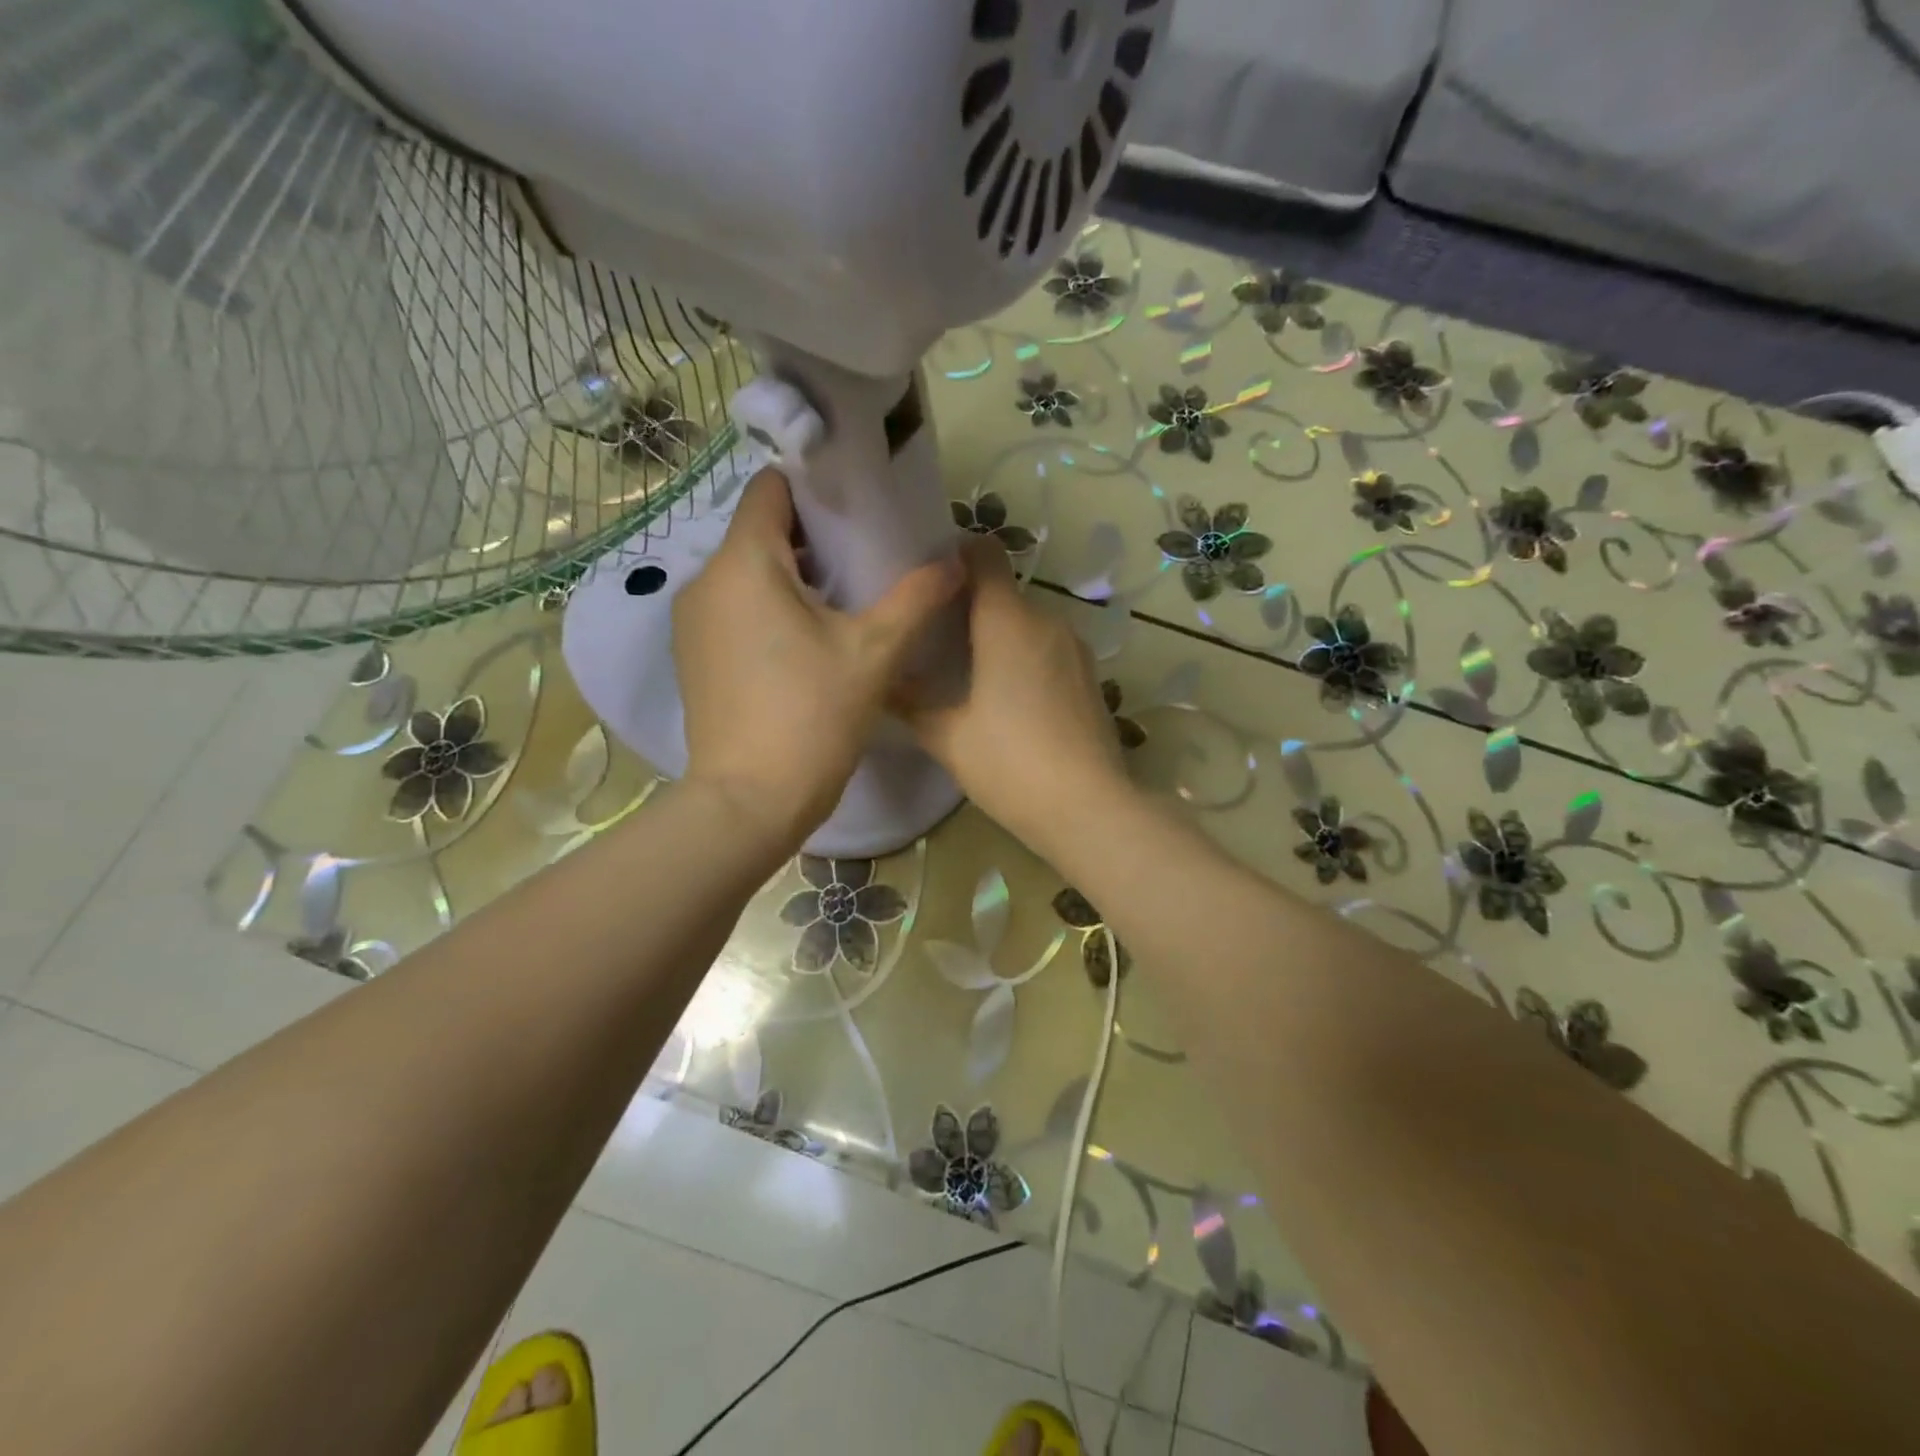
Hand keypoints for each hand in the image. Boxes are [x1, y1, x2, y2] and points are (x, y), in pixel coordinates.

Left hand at [673, 468, 960, 851]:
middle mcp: (705, 580)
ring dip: (793, 577)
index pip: (772, 487)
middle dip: (813, 538)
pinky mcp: (693, 656)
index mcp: (744, 562)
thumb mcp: (875, 652)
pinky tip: (807, 642)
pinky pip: (734, 609)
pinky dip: (768, 609)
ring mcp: (692, 621)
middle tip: (867, 558)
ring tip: (844, 602)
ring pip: (747, 573)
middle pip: (761, 531)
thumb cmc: (812, 717)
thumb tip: (955, 561)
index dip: (816, 486)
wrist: (749, 802)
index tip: (859, 506)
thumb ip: (917, 597)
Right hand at [895, 535, 1132, 850]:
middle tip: (934, 636)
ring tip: (967, 670)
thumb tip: (880, 681)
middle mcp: (1046, 621)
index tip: (929, 578)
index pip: (985, 554)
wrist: (1087, 808)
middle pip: (1003, 592)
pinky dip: (1025, 657)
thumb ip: (909, 702)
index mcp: (1007, 621)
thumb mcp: (947, 736)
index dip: (957, 554)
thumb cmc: (1009, 764)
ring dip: (999, 635)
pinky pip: (1048, 648)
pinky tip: (1008, 697)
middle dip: (970, 605)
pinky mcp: (1090, 675)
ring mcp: (1075, 648)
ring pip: (1027, 623)